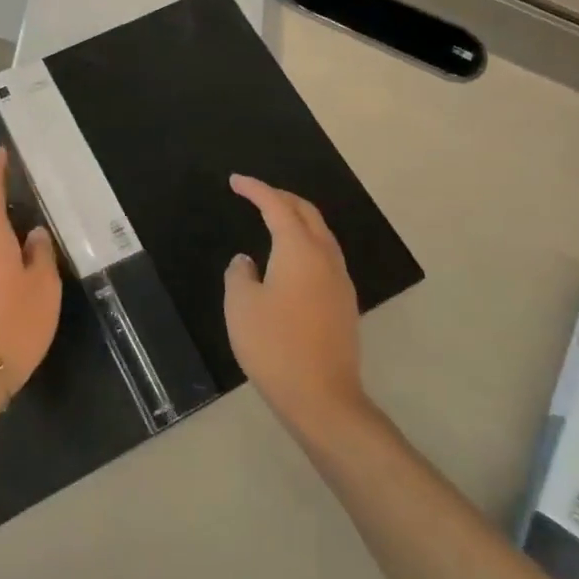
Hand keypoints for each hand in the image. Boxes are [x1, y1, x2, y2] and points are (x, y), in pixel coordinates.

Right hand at [223, 174, 366, 433]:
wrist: (322, 398)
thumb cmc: (274, 345)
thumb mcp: (241, 305)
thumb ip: (240, 274)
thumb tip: (247, 262)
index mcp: (299, 250)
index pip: (276, 205)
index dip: (255, 189)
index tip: (235, 181)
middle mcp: (325, 257)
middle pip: (306, 213)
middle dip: (281, 197)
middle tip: (255, 194)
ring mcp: (339, 281)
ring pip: (321, 234)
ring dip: (297, 219)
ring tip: (273, 219)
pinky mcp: (344, 303)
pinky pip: (324, 256)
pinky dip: (305, 242)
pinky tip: (290, 259)